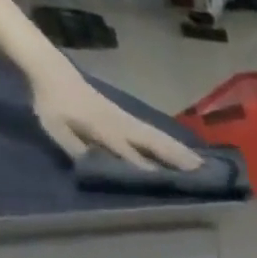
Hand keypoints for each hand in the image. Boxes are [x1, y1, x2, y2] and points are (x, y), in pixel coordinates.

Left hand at [29, 66, 201, 170]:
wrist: (53, 72)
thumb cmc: (52, 105)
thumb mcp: (56, 129)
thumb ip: (78, 149)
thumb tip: (102, 169)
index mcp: (103, 129)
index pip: (130, 153)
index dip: (148, 169)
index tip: (169, 184)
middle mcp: (123, 125)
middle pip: (154, 144)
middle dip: (177, 159)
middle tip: (202, 175)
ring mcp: (130, 121)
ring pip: (160, 139)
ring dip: (182, 153)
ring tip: (203, 166)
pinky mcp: (132, 119)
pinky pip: (157, 134)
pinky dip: (175, 144)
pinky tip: (188, 152)